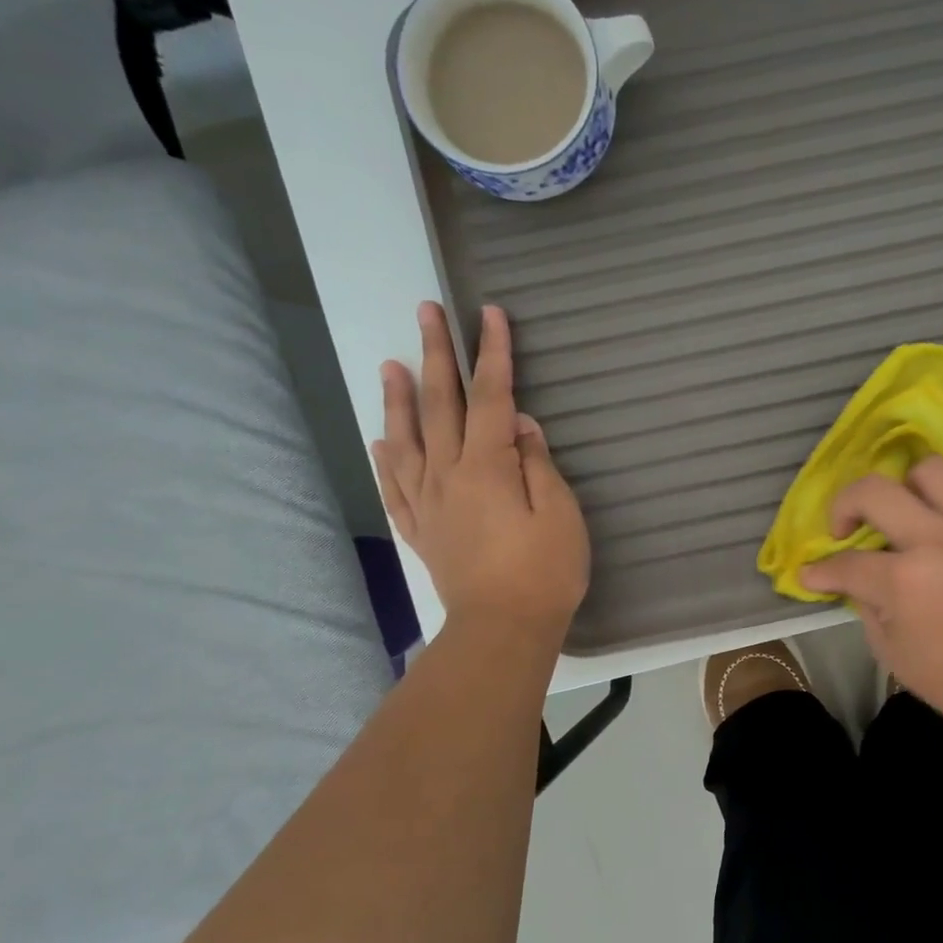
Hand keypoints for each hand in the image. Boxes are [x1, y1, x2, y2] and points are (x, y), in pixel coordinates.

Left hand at [373, 302, 587, 637]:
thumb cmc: (544, 572)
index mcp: (488, 467)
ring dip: (399, 399)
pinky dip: (386, 460)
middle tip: (427, 312)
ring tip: (391, 363)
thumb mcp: (561, 514)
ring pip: (407, 440)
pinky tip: (381, 441)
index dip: (492, 354)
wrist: (503, 629)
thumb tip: (519, 426)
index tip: (489, 315)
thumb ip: (538, 464)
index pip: (490, 397)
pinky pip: (396, 488)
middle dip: (436, 355)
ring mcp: (429, 504)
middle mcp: (449, 476)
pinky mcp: (422, 531)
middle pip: (440, 406)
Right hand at [799, 458, 942, 739]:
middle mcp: (937, 540)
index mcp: (904, 581)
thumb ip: (867, 605)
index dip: (821, 571)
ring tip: (907, 514)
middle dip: (844, 506)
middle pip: (874, 491)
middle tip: (847, 530)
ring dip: (906, 488)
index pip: (846, 564)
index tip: (812, 575)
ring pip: (931, 469)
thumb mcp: (891, 652)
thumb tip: (857, 580)